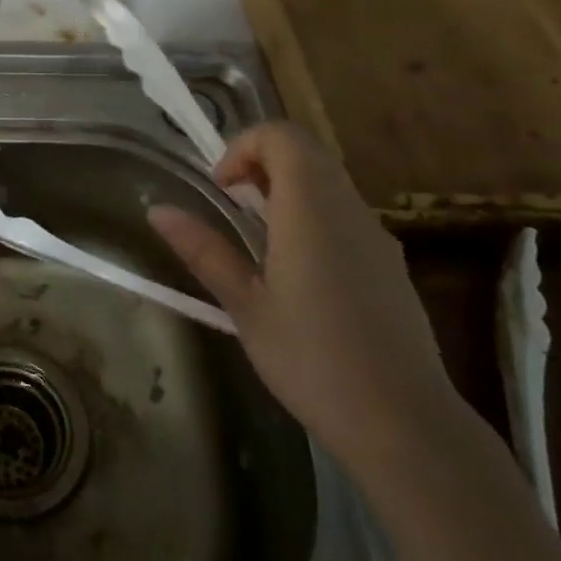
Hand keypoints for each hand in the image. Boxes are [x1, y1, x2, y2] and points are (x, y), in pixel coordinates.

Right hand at [148, 121, 457, 479]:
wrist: (403, 423)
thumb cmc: (311, 360)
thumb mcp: (245, 306)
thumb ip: (203, 250)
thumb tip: (158, 211)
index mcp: (311, 210)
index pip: (283, 137)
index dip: (244, 146)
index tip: (221, 189)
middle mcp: (349, 210)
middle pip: (307, 152)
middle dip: (261, 164)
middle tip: (232, 207)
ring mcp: (376, 236)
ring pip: (329, 181)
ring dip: (286, 189)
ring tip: (258, 241)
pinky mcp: (391, 264)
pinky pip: (346, 214)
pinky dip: (312, 215)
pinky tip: (298, 273)